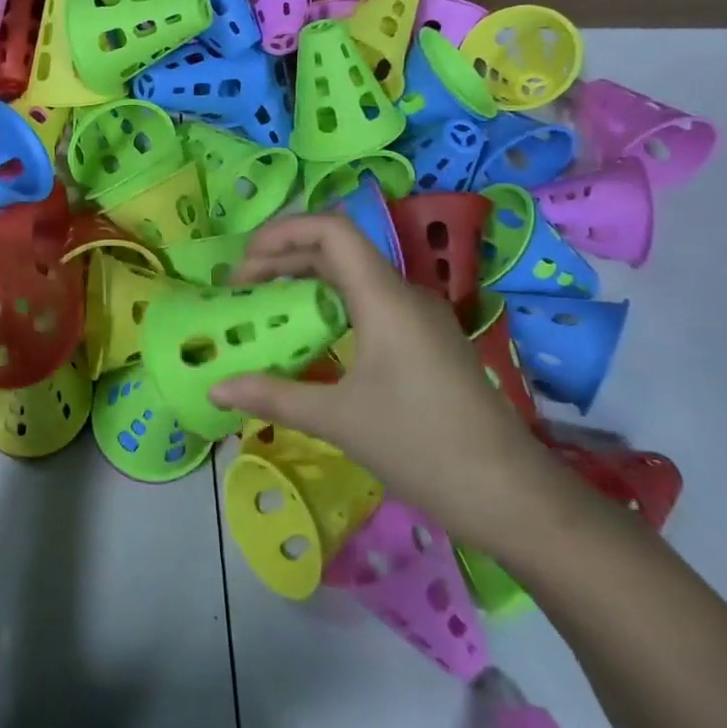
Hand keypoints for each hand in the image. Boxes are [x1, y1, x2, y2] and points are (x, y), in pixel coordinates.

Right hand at [208, 214, 567, 553]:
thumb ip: (272, 396)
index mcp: (385, 299)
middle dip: (283, 259)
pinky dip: (329, 307)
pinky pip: (368, 304)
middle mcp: (404, 296)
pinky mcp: (426, 343)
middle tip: (241, 290)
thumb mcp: (337, 420)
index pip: (331, 230)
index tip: (242, 265)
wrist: (512, 496)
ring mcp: (419, 319)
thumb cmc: (421, 446)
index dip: (281, 233)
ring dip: (305, 281)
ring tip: (266, 308)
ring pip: (353, 277)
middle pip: (337, 250)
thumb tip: (214, 389)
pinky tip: (310, 339)